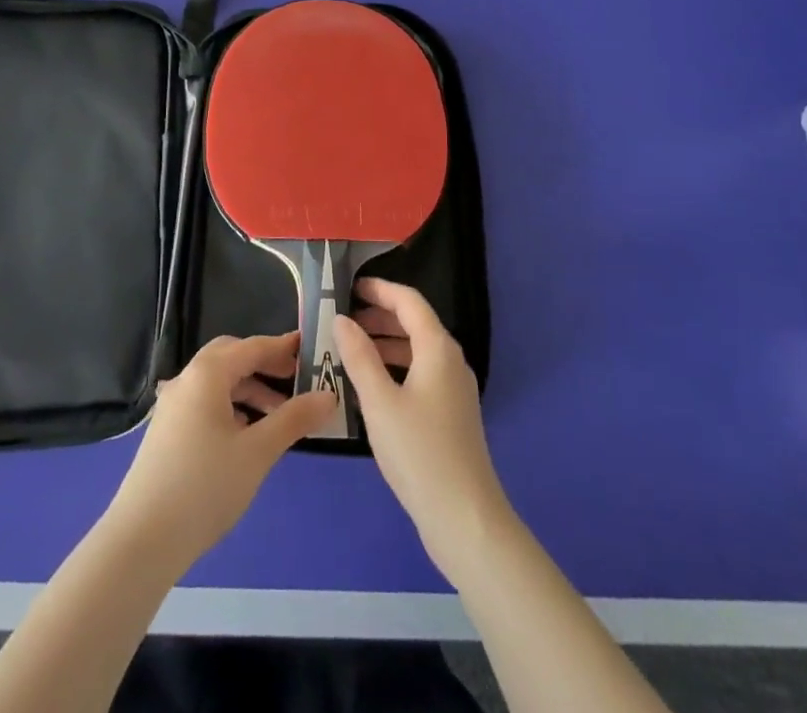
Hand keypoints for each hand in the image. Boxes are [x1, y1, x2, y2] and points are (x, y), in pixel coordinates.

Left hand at [103, 332, 334, 573]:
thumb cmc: (205, 487)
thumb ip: (294, 419)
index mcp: (207, 373)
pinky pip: (205, 403)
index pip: (253, 347)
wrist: (142, 540)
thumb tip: (328, 396)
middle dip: (264, 364)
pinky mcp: (166, 431)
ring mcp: (172, 406)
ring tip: (279, 416)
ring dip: (249, 389)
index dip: (283, 347)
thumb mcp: (258, 452)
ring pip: (217, 382)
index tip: (311, 349)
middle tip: (296, 379)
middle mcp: (187, 379)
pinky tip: (246, 435)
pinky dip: (231, 407)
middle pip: (231, 357)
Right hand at [335, 280, 510, 578]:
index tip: (349, 288)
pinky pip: (420, 373)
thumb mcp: (379, 402)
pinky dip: (395, 367)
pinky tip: (371, 386)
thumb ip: (359, 356)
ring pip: (417, 350)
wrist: (465, 519)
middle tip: (343, 320)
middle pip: (415, 323)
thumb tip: (341, 319)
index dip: (380, 290)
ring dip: (385, 343)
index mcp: (438, 348)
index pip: (409, 301)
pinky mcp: (452, 414)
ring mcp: (454, 389)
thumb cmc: (419, 453)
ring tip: (350, 350)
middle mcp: (451, 361)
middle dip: (379, 316)